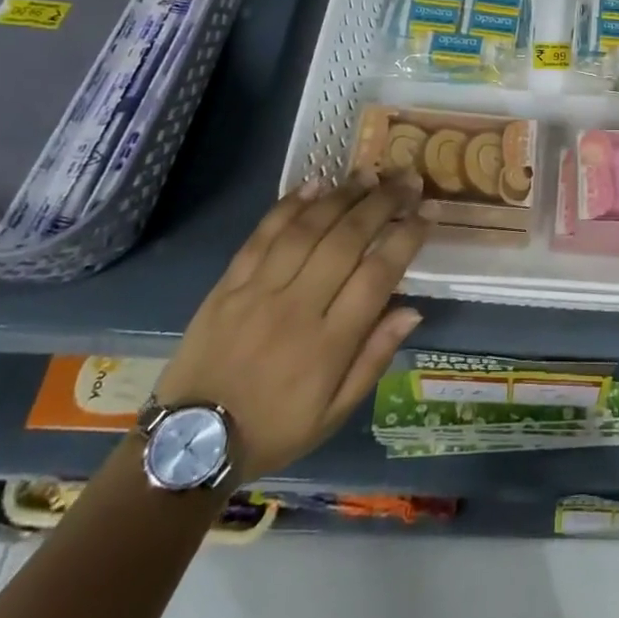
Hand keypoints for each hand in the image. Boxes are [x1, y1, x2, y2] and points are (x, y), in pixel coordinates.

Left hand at [152, 170, 429, 485]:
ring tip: (368, 174)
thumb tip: (413, 310)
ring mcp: (258, 291)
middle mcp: (296, 309)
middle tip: (405, 179)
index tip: (427, 212)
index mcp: (328, 345)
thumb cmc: (274, 428)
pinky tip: (315, 184)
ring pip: (307, 229)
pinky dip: (290, 205)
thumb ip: (374, 359)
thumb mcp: (334, 413)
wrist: (191, 442)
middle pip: (346, 241)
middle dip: (382, 203)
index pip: (377, 276)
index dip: (406, 238)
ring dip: (342, 196)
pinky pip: (262, 235)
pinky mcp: (229, 284)